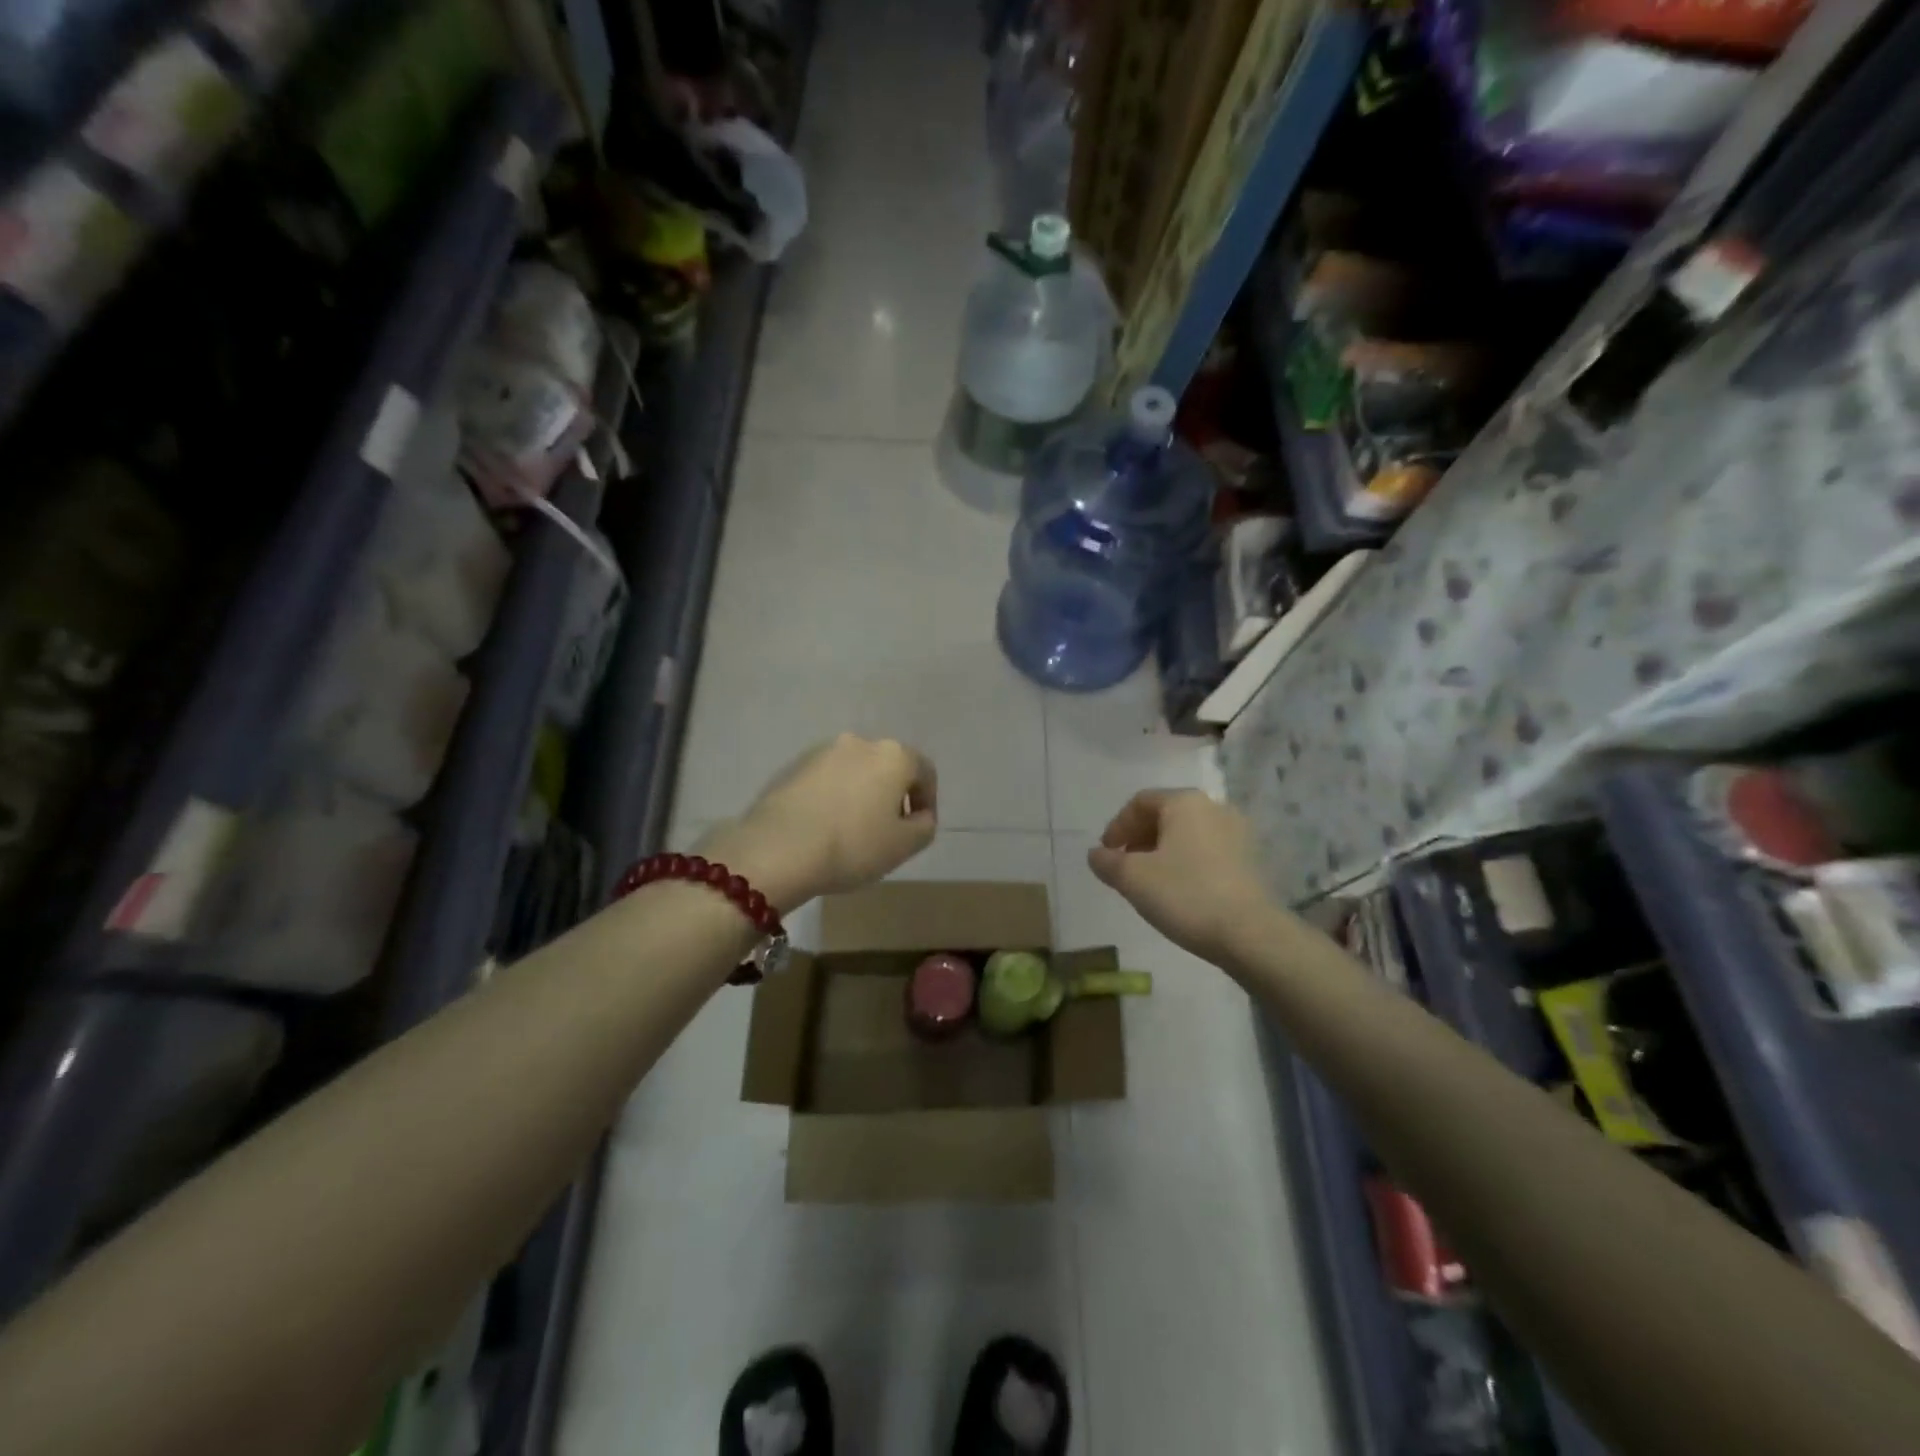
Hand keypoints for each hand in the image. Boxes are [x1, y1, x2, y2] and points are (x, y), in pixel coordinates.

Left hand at [701, 735, 937, 909]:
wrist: (778, 849)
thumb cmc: (853, 846)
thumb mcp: (904, 846)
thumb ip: (924, 826)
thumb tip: (919, 816)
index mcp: (893, 755)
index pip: (925, 772)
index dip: (927, 801)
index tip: (918, 829)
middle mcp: (859, 742)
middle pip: (887, 768)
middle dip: (891, 796)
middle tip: (887, 831)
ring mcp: (821, 752)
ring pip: (854, 772)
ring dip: (860, 795)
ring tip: (852, 831)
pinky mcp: (792, 767)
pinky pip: (825, 781)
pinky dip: (832, 798)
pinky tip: (824, 827)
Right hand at [1088, 790, 1272, 965]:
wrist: (1251, 934)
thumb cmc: (1186, 895)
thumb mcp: (1133, 879)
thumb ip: (1107, 862)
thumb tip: (1096, 854)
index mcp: (1185, 802)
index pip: (1140, 802)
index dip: (1117, 826)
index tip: (1106, 853)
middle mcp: (1214, 807)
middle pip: (1166, 815)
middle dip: (1140, 838)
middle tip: (1124, 866)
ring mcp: (1238, 833)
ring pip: (1188, 834)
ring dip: (1163, 851)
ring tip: (1150, 881)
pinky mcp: (1251, 860)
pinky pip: (1208, 851)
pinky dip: (1187, 862)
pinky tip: (1180, 890)